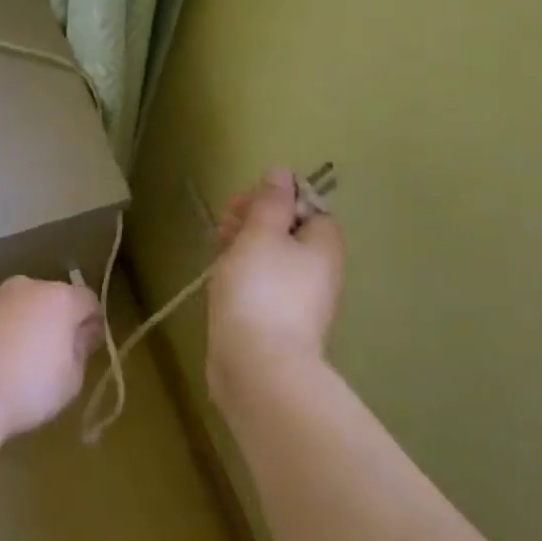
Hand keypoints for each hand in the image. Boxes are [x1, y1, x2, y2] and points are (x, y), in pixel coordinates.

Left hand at [0, 276, 102, 443]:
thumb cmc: (25, 388)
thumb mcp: (70, 379)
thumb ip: (81, 350)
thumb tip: (82, 333)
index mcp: (58, 298)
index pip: (88, 300)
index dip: (92, 323)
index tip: (87, 348)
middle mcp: (25, 287)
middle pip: (50, 299)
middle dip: (54, 321)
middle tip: (51, 357)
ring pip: (17, 307)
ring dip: (22, 326)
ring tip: (14, 364)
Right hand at [208, 168, 344, 400]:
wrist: (259, 367)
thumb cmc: (261, 290)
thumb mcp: (261, 234)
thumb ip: (271, 202)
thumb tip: (283, 173)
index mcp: (324, 245)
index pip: (307, 206)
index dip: (274, 199)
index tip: (240, 205)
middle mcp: (322, 272)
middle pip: (291, 233)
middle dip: (255, 223)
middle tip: (222, 228)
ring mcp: (304, 302)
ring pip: (275, 261)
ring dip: (246, 249)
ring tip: (217, 253)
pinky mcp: (283, 325)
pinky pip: (267, 288)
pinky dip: (246, 278)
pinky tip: (223, 284)